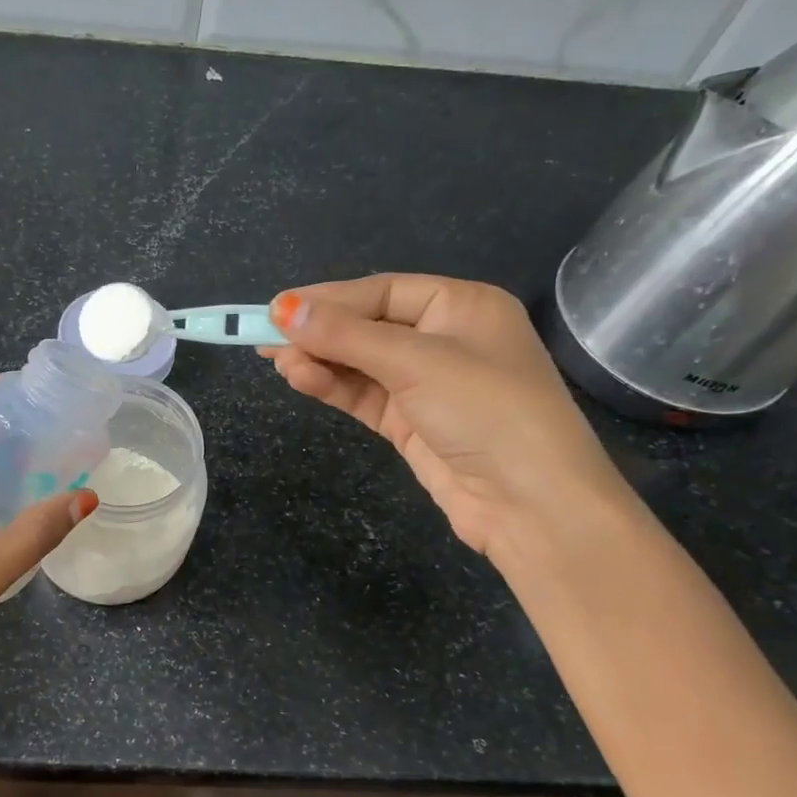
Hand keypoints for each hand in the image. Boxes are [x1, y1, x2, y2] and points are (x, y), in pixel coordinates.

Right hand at [265, 274, 631, 556]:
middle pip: (367, 325)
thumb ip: (347, 335)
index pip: (381, 291)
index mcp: (461, 306)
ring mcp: (426, 384)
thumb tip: (282, 309)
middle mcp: (444, 339)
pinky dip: (333, 386)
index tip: (276, 310)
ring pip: (360, 362)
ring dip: (320, 361)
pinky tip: (302, 380)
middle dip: (319, 333)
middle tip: (265, 340)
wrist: (531, 505)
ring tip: (280, 364)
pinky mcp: (411, 422)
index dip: (328, 299)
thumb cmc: (486, 412)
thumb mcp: (416, 363)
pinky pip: (363, 394)